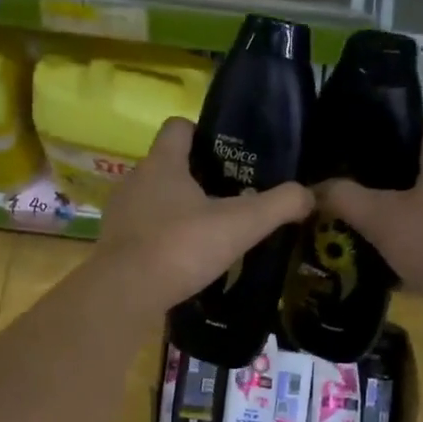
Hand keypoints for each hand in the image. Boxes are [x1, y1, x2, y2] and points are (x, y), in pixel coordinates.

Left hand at [94, 116, 314, 316]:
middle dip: (195, 178)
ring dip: (177, 211)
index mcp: (163, 163)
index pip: (178, 127)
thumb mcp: (240, 225)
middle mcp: (135, 180)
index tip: (225, 154)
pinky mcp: (114, 246)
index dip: (201, 133)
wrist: (126, 293)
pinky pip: (142, 232)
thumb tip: (309, 195)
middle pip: (167, 166)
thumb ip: (278, 206)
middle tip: (229, 198)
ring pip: (153, 201)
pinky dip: (162, 240)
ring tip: (208, 232)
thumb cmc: (182, 246)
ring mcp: (120, 214)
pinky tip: (182, 260)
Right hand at [317, 114, 422, 343]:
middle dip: (392, 176)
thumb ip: (345, 198)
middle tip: (356, 189)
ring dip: (408, 212)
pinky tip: (395, 259)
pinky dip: (422, 241)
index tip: (362, 146)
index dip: (394, 127)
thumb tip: (314, 189)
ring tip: (370, 224)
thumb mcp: (380, 219)